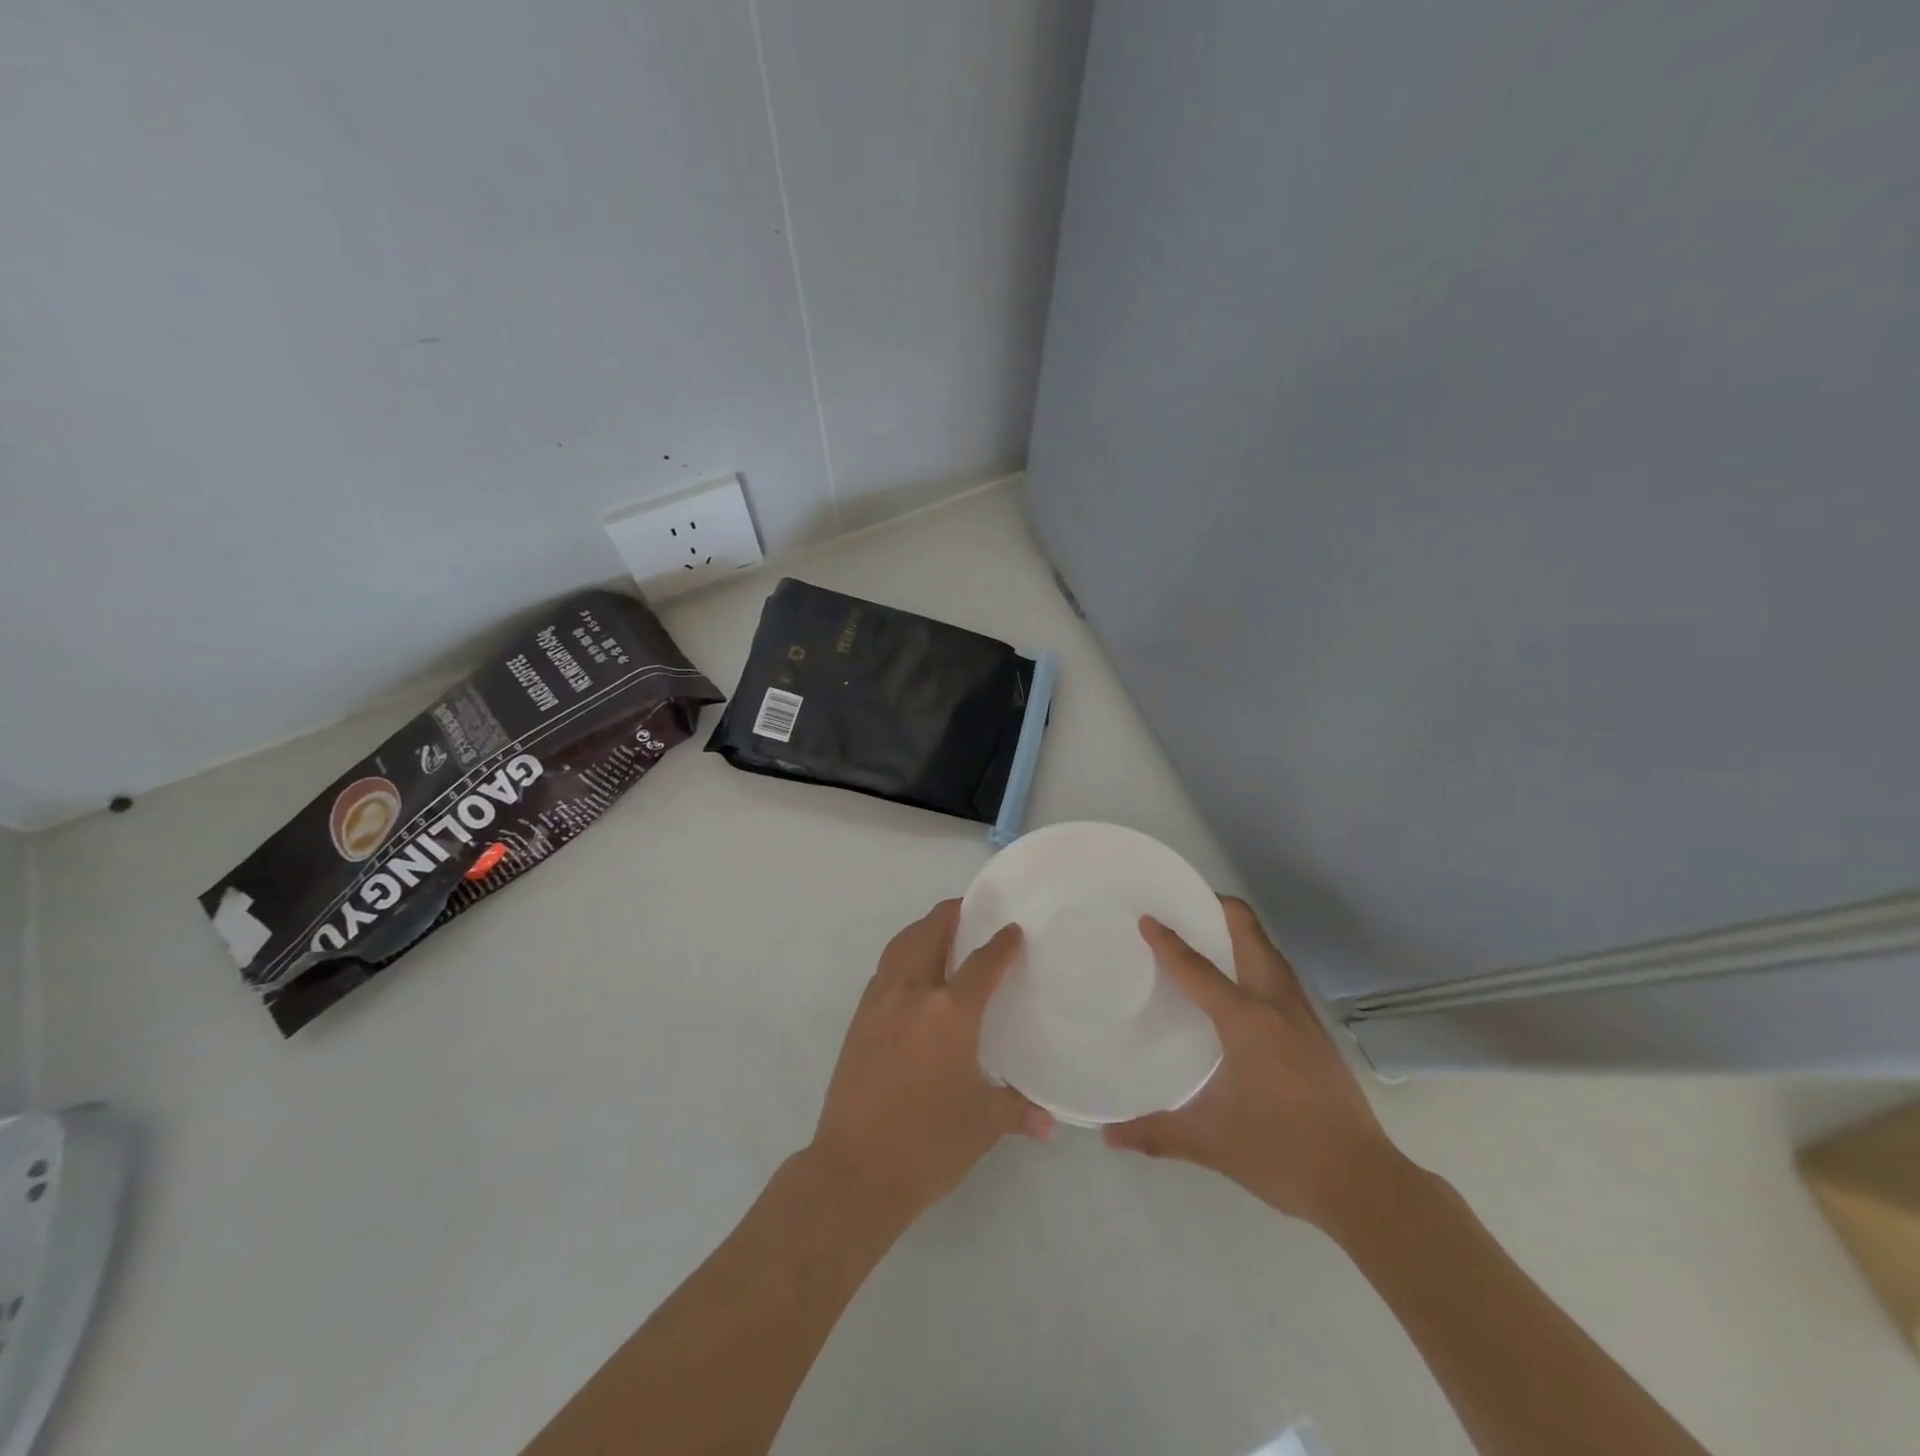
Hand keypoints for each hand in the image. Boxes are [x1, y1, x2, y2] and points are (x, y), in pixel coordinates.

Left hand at [808, 900, 1052, 1231]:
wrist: (855, 1169)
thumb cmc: (928, 1144)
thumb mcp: (983, 1124)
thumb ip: (1017, 1109)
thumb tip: (1049, 1122)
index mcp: (950, 1013)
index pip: (983, 962)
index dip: (1002, 943)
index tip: (1013, 931)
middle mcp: (913, 994)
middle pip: (931, 932)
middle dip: (952, 914)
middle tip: (971, 910)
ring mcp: (880, 1002)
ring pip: (902, 944)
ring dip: (923, 928)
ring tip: (941, 930)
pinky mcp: (859, 1017)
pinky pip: (885, 967)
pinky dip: (902, 954)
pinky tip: (913, 972)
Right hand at [1103, 897, 1406, 1232]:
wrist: (1363, 1184)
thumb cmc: (1281, 1153)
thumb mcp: (1211, 1142)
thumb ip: (1156, 1133)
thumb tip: (1108, 1135)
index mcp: (1246, 1021)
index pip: (1199, 969)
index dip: (1169, 943)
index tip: (1147, 919)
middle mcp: (1277, 1006)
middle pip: (1251, 937)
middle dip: (1222, 911)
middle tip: (1189, 903)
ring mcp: (1303, 1017)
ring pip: (1271, 954)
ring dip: (1244, 934)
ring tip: (1213, 932)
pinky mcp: (1317, 1033)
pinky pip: (1282, 977)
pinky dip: (1259, 960)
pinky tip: (1245, 984)